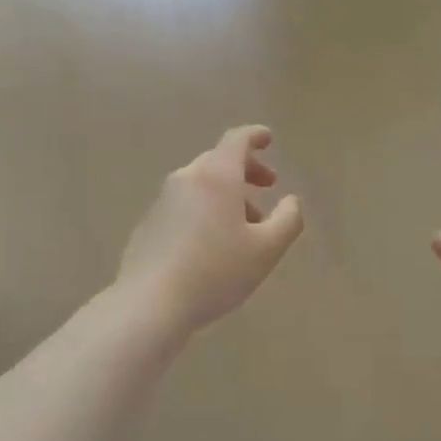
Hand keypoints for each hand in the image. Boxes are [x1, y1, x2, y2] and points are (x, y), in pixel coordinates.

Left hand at [117, 126, 303, 333]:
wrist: (150, 304)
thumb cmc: (216, 271)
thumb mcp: (267, 249)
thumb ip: (288, 219)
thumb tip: (291, 201)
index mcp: (217, 176)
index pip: (237, 140)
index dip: (255, 136)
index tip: (268, 139)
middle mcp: (187, 179)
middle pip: (218, 161)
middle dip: (246, 170)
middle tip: (267, 186)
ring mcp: (163, 202)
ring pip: (201, 185)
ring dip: (227, 195)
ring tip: (246, 225)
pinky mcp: (149, 225)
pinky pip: (184, 206)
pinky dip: (204, 211)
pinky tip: (213, 244)